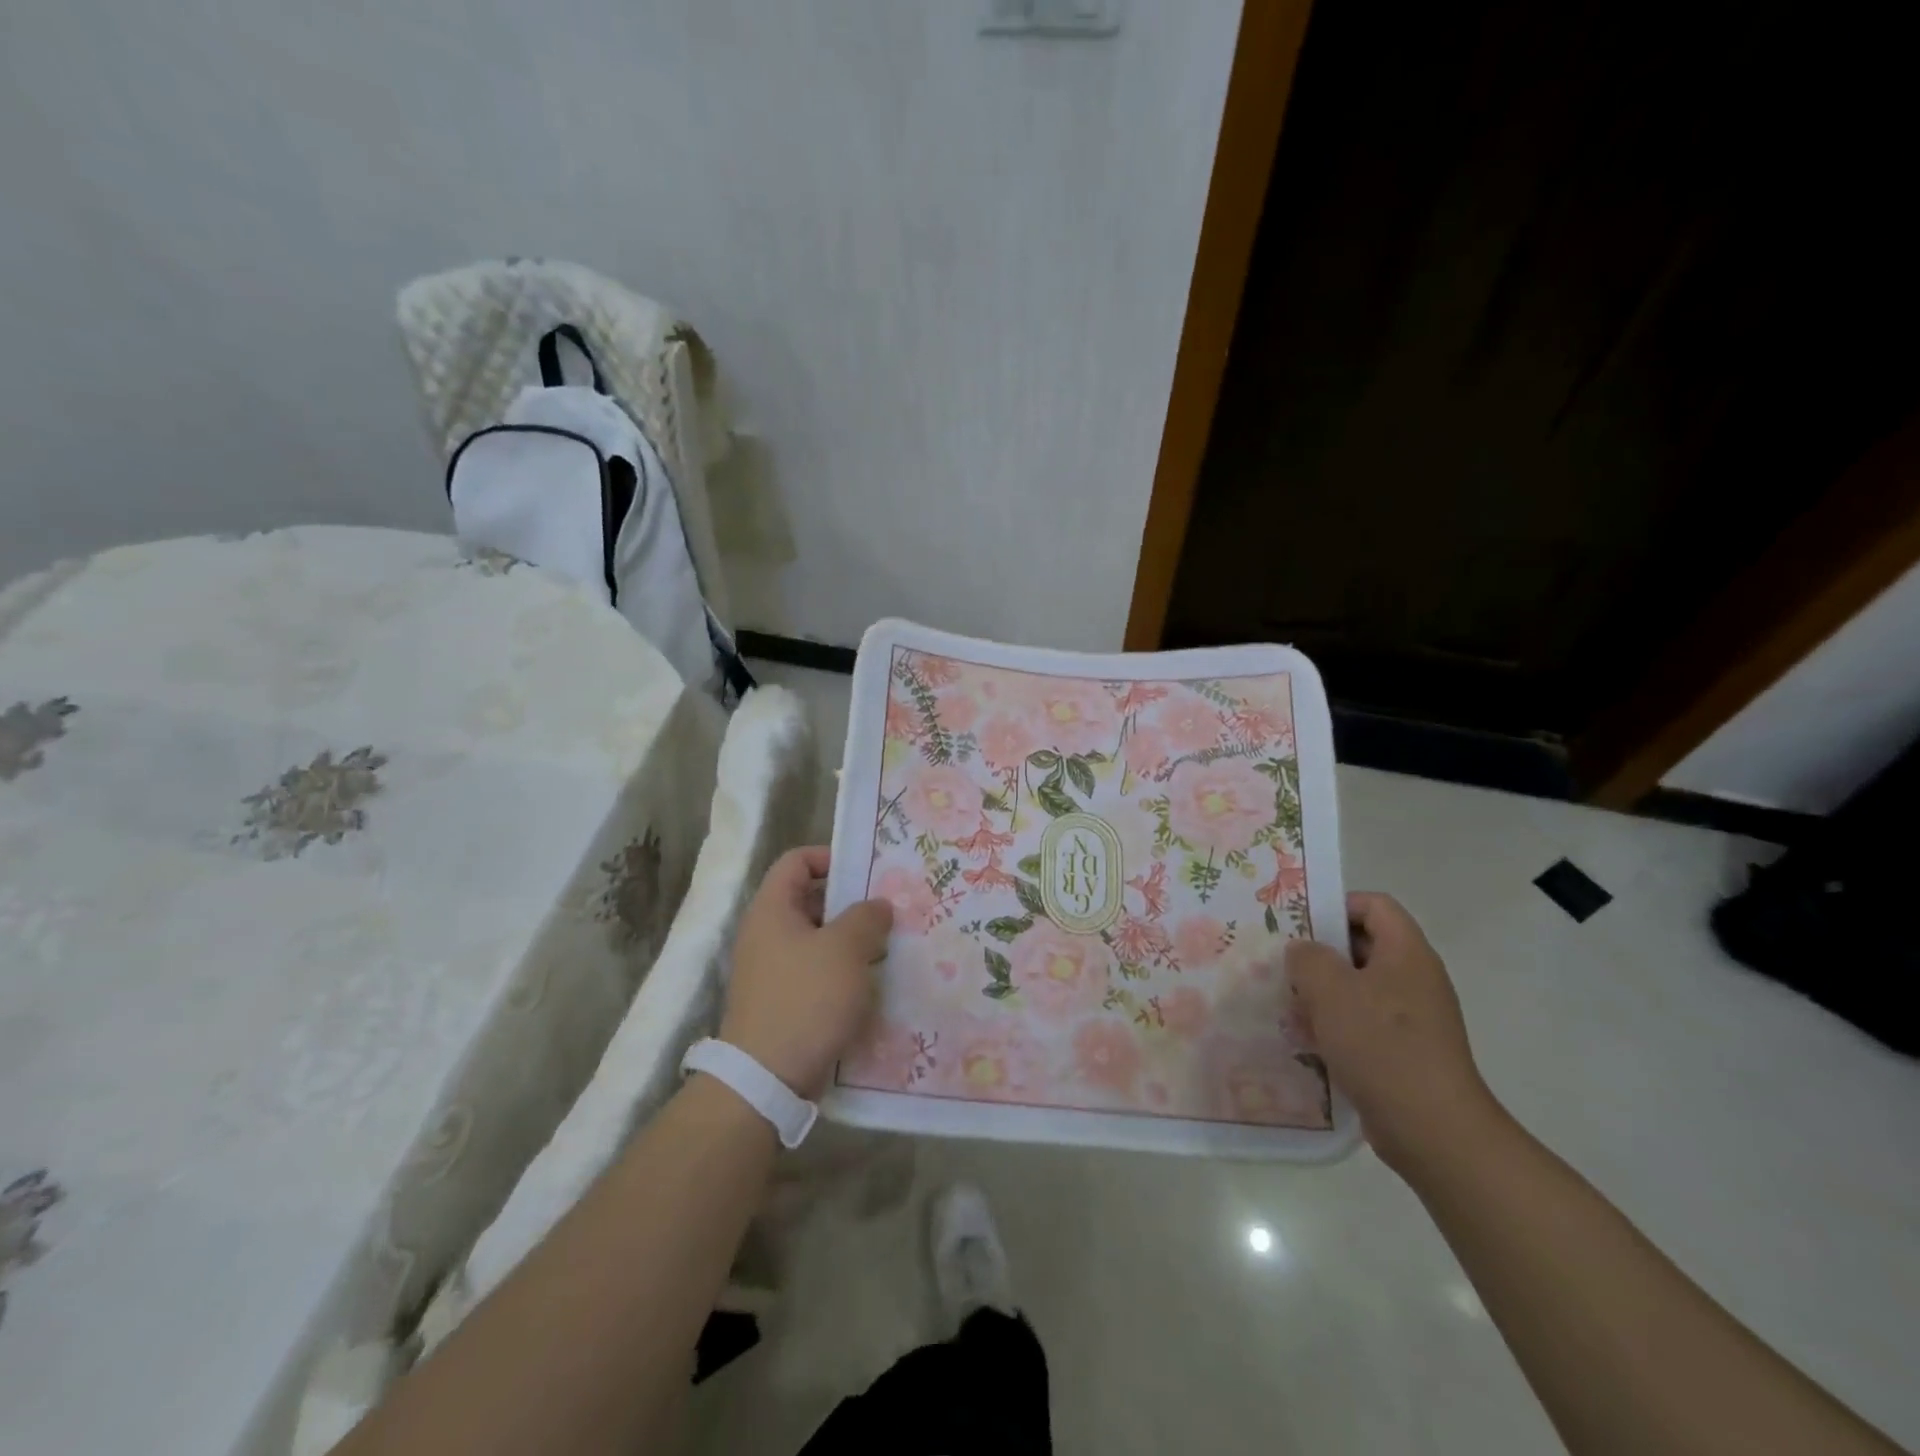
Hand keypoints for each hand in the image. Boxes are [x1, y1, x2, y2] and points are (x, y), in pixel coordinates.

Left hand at [719, 846, 894, 1099]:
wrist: (766, 1079)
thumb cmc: (806, 999)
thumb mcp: (845, 949)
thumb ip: (866, 917)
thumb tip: (877, 905)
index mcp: (772, 910)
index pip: (796, 861)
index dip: (830, 857)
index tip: (866, 873)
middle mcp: (766, 934)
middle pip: (810, 900)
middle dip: (850, 903)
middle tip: (888, 910)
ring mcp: (771, 970)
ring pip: (817, 939)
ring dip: (850, 941)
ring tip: (888, 946)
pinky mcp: (782, 1001)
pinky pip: (815, 972)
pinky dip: (841, 972)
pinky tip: (871, 983)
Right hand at [1286, 892, 1502, 1174]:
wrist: (1433, 1130)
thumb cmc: (1381, 1045)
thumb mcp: (1330, 989)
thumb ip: (1307, 958)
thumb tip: (1304, 953)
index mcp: (1407, 953)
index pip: (1374, 905)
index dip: (1337, 906)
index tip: (1300, 926)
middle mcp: (1415, 979)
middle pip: (1363, 946)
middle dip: (1321, 954)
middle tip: (1284, 966)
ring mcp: (1414, 1018)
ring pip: (1359, 987)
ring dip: (1323, 994)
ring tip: (1289, 1006)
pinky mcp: (1406, 1052)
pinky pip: (1365, 1023)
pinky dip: (1336, 1026)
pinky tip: (1308, 1042)